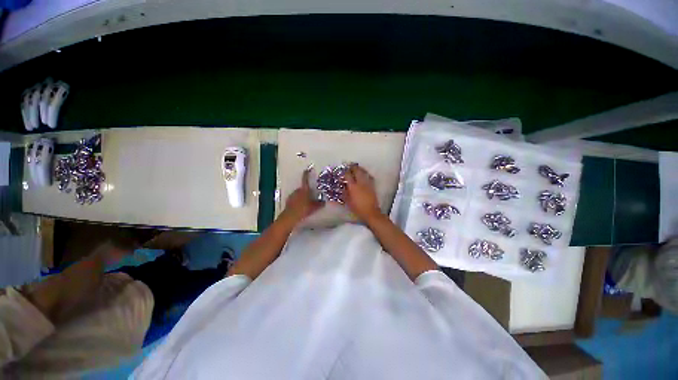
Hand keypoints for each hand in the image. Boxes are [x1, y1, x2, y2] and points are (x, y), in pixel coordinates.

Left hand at [283, 169, 323, 222]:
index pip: (305, 179)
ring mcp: (292, 195)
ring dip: (302, 196)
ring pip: (299, 193)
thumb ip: (320, 203)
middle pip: (303, 188)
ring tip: (307, 203)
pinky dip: (298, 201)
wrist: (291, 216)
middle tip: (312, 196)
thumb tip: (324, 201)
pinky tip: (301, 207)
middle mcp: (297, 190)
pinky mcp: (289, 201)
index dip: (307, 174)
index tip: (308, 169)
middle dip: (307, 191)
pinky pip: (295, 199)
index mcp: (304, 189)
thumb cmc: (304, 209)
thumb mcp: (315, 207)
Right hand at [344, 164, 381, 221]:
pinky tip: (365, 174)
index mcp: (353, 186)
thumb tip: (342, 187)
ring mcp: (367, 183)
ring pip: (364, 172)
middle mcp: (360, 183)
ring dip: (360, 169)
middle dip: (353, 167)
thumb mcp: (348, 201)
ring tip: (357, 168)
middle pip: (357, 171)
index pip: (348, 175)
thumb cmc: (357, 208)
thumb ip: (344, 193)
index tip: (342, 171)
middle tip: (349, 166)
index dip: (344, 172)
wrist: (371, 212)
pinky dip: (366, 174)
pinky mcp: (372, 186)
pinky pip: (369, 177)